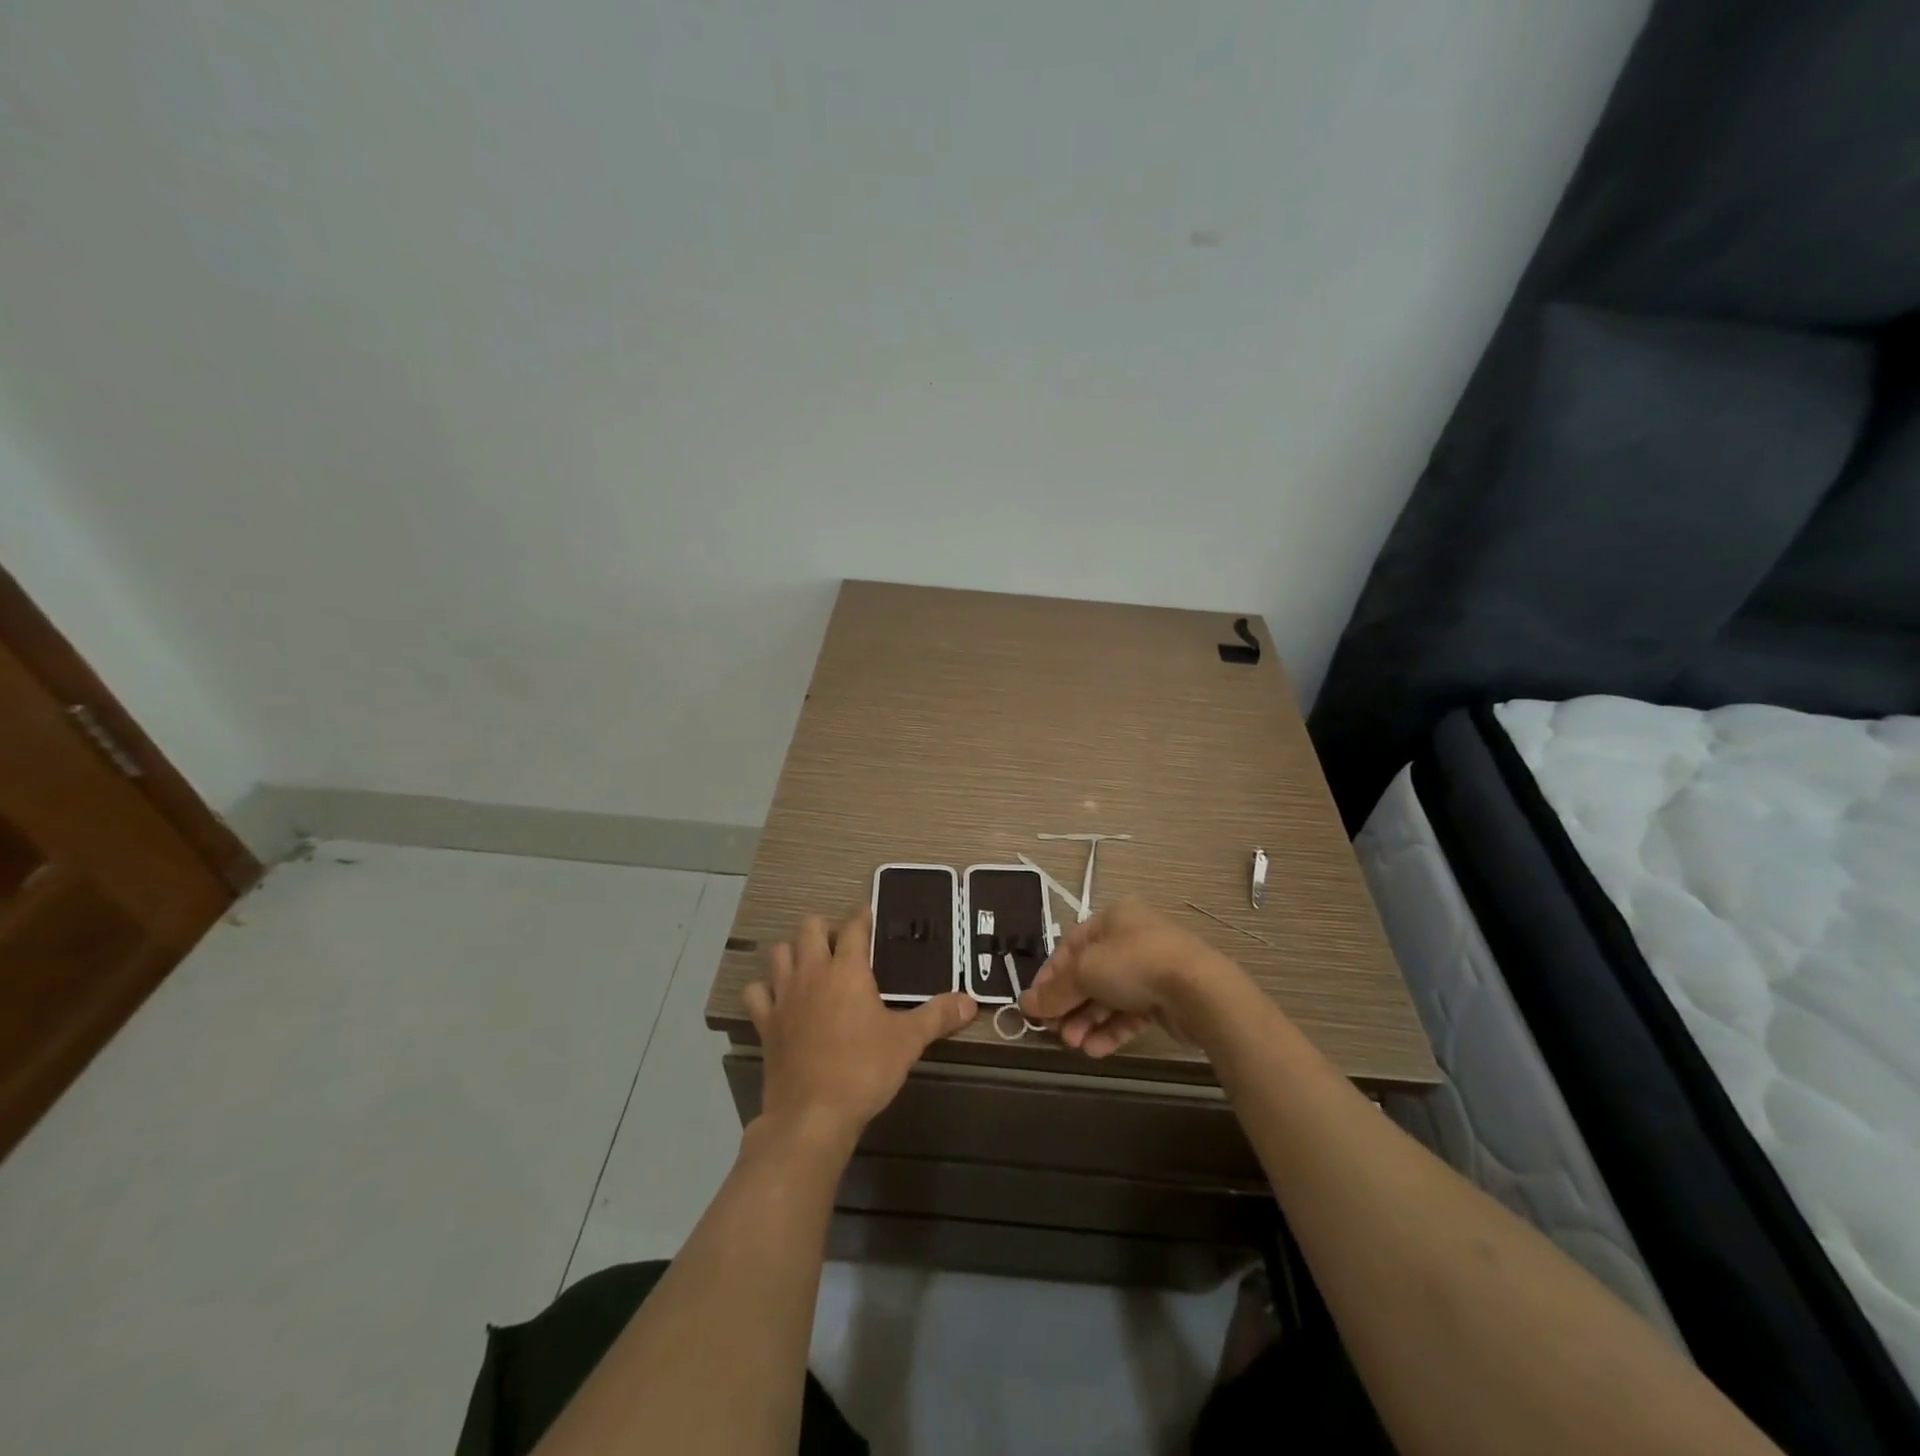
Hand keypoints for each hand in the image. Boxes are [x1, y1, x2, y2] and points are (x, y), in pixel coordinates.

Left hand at [745, 907, 978, 1150]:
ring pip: (778, 953)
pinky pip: (756, 993)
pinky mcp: (765, 1023)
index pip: (853, 927)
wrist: (812, 1115)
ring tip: (810, 965)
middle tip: (841, 944)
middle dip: (824, 927)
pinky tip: (778, 999)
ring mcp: (784, 996)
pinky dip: (765, 990)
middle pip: (809, 928)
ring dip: (792, 952)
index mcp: (847, 970)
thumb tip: (971, 1001)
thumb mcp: (908, 1041)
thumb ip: (938, 1015)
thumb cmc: (864, 1070)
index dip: (862, 916)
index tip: (869, 915)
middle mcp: (812, 973)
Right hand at [1019, 899, 1244, 1057]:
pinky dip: (1111, 1030)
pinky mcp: (1166, 998)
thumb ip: (1054, 992)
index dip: (1049, 978)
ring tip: (1075, 1045)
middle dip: (1070, 1006)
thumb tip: (1025, 1005)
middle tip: (1055, 1032)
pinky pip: (1130, 1013)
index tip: (1034, 1006)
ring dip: (1088, 1022)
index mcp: (1112, 919)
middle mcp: (1131, 939)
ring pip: (1109, 997)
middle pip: (1089, 974)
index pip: (1069, 948)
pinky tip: (1095, 1050)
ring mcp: (1151, 969)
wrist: (1199, 990)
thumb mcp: (1084, 972)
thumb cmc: (1134, 964)